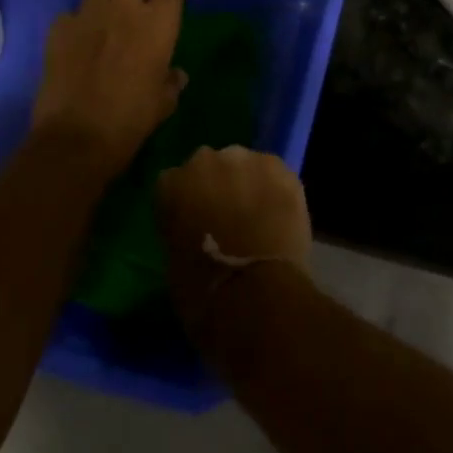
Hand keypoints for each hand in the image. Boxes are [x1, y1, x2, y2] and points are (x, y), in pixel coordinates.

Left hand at [31, 0, 187, 176]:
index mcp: (158, 24)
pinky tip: (77, 39)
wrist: (76, 139)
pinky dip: (76, 22)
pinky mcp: (59, 29)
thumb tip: (175, 75)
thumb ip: (171, 82)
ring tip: (105, 12)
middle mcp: (124, 9)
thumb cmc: (131, 120)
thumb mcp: (163, 104)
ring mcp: (88, 15)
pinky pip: (70, 13)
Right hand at [156, 145, 312, 333]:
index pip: (173, 183)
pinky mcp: (281, 169)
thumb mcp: (174, 259)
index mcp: (171, 183)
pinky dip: (275, 191)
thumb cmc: (202, 290)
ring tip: (257, 216)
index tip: (193, 223)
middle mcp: (206, 160)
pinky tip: (279, 214)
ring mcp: (247, 159)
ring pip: (245, 166)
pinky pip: (275, 175)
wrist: (254, 293)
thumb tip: (197, 228)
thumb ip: (183, 227)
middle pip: (211, 166)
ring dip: (248, 184)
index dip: (185, 204)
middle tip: (226, 217)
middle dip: (217, 186)